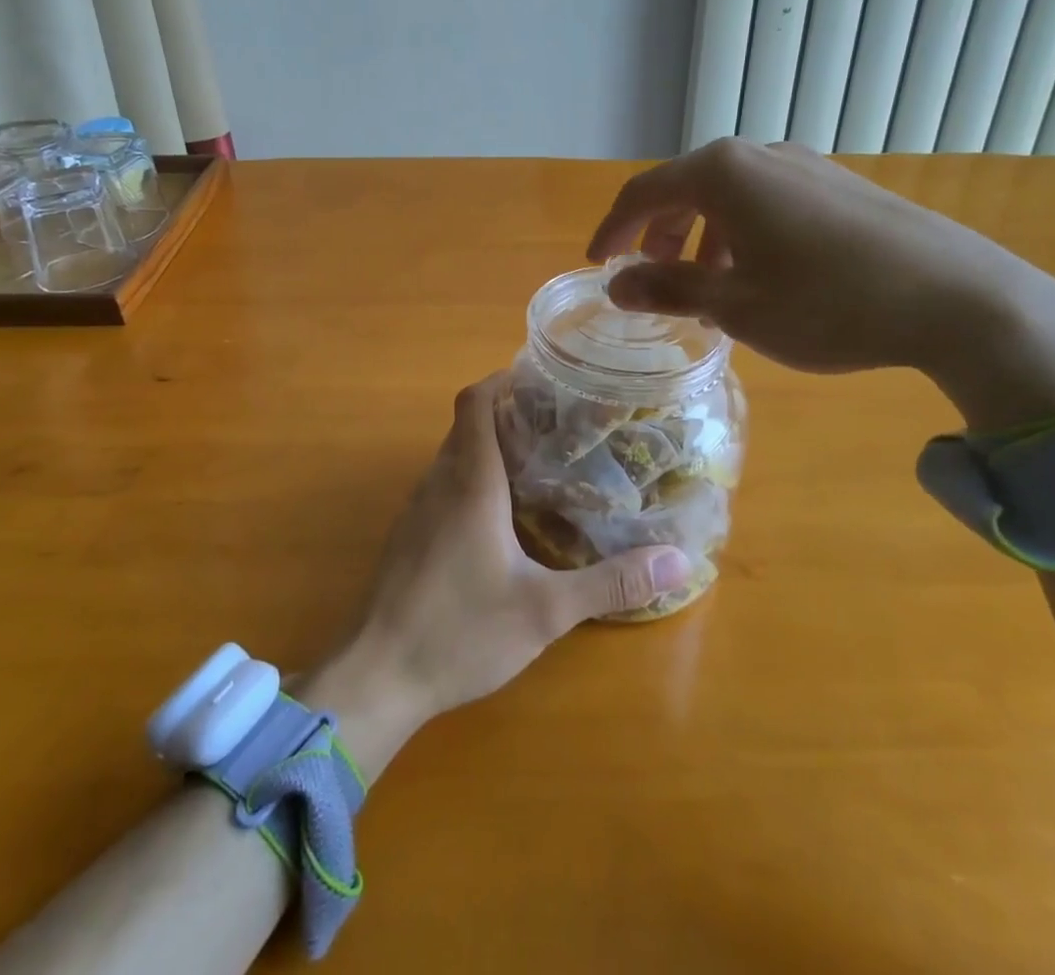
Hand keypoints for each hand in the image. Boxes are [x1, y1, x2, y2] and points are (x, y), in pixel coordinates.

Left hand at [304, 377, 690, 773]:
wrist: (376, 676)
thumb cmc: (459, 631)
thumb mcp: (544, 611)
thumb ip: (610, 582)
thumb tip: (678, 559)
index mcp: (470, 482)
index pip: (475, 402)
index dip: (502, 380)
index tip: (541, 379)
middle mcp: (438, 483)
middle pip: (466, 425)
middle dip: (506, 414)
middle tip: (557, 424)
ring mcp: (416, 510)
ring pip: (452, 456)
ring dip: (487, 447)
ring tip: (538, 463)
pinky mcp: (407, 537)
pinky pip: (441, 486)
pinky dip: (470, 480)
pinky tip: (500, 517)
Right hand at [588, 139, 1054, 430]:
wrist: (958, 298)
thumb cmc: (827, 303)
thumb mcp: (735, 306)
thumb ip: (667, 289)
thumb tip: (615, 284)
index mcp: (722, 174)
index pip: (643, 193)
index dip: (612, 229)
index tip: (598, 265)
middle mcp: (759, 155)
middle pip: (685, 188)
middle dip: (657, 233)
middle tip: (649, 276)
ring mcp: (804, 165)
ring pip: (728, 195)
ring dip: (700, 235)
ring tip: (705, 284)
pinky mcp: (838, 185)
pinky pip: (766, 200)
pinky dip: (741, 232)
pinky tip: (759, 273)